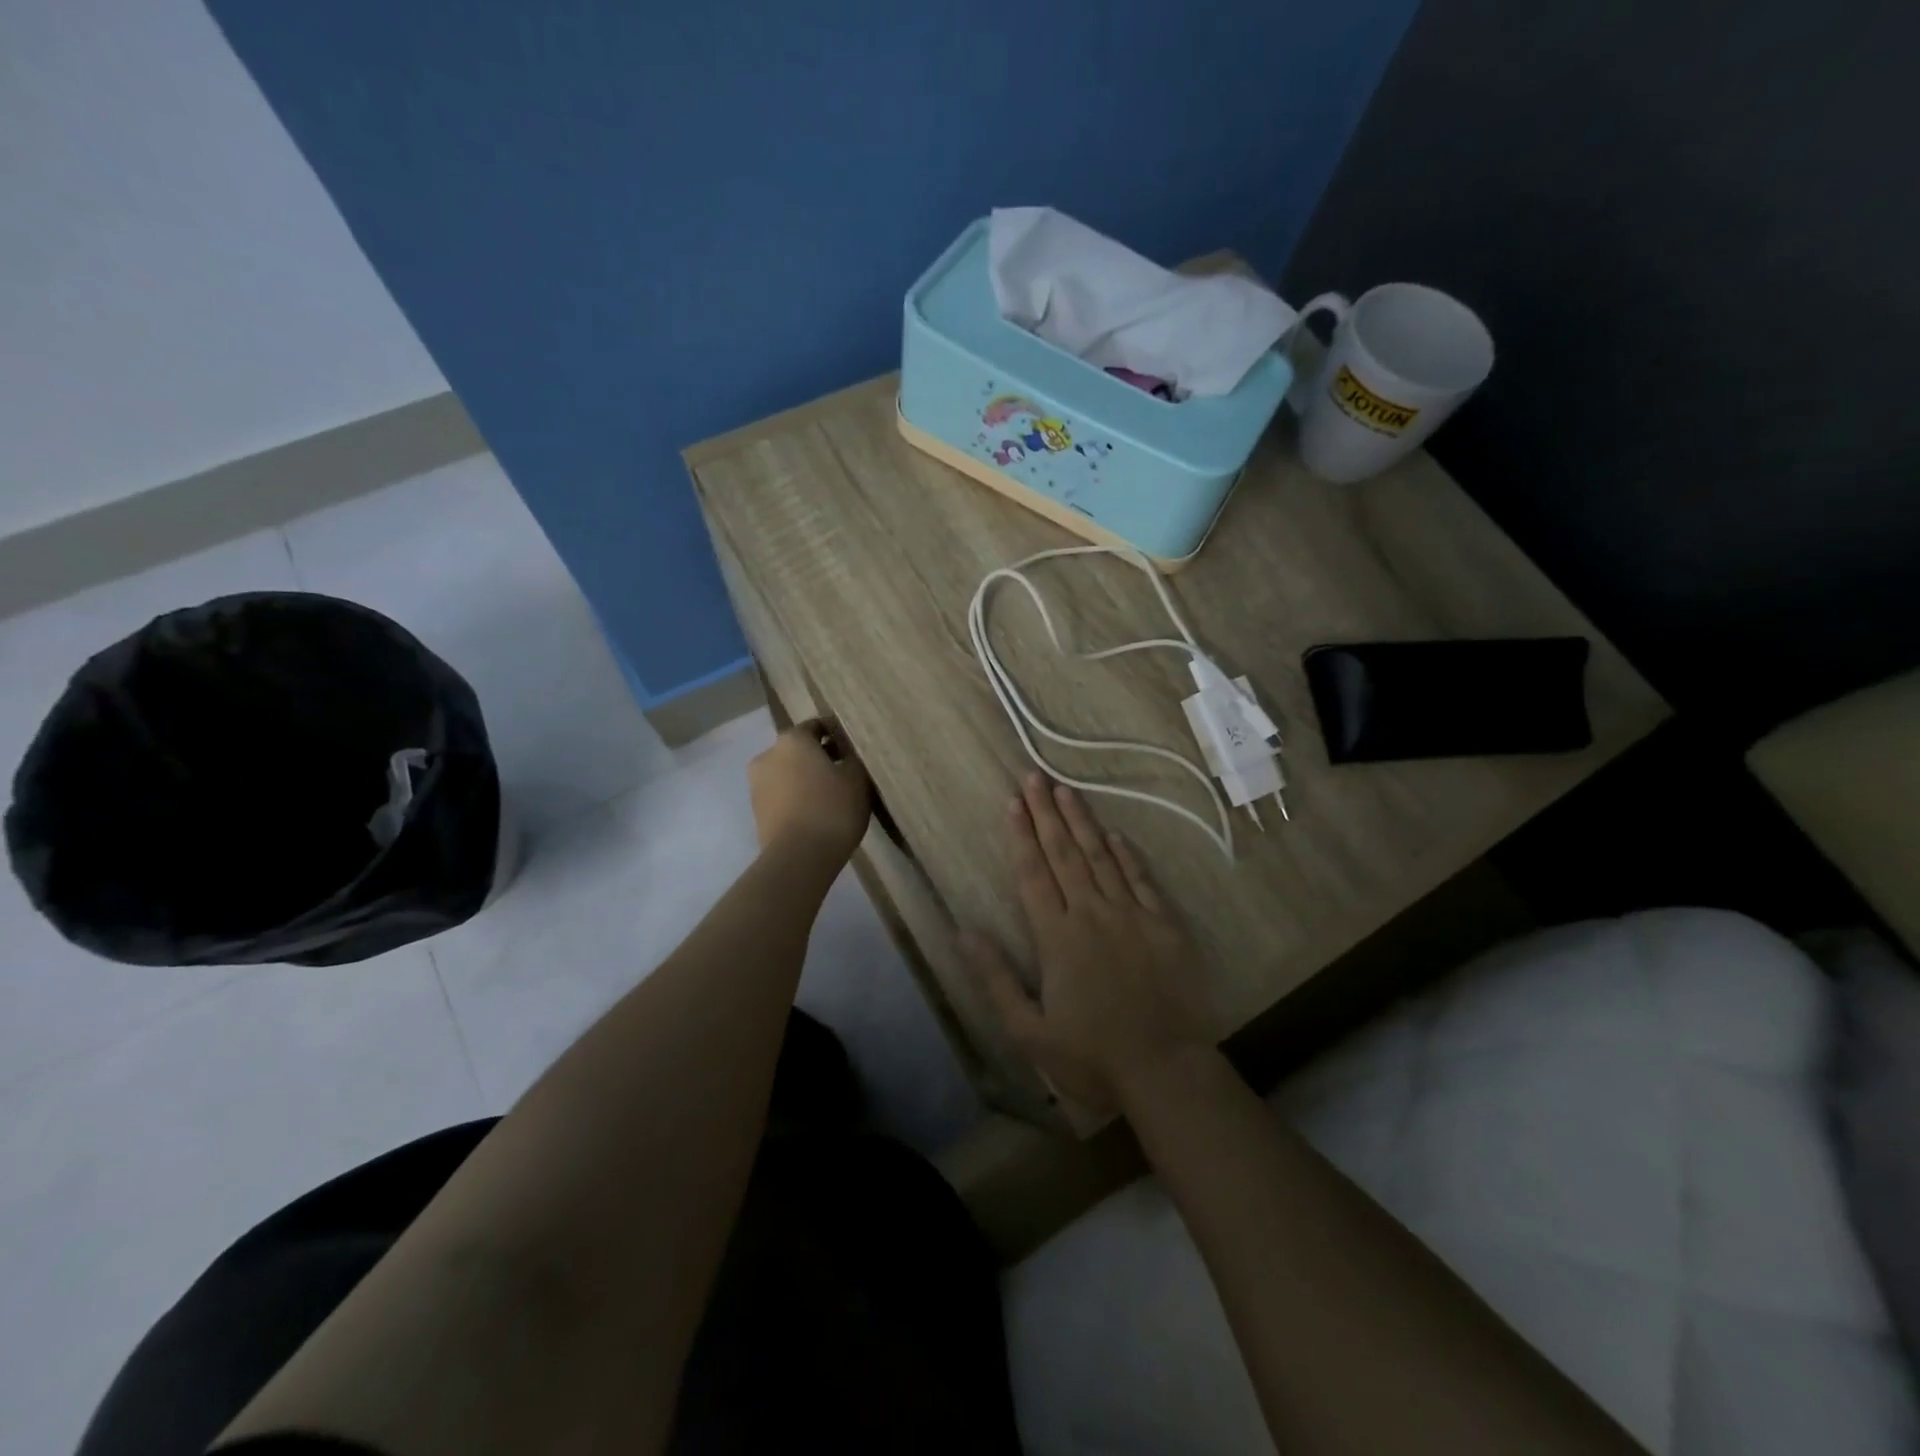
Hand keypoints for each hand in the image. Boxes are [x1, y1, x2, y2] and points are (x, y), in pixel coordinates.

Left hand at [747, 722, 871, 863]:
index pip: (817, 726)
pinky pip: (782, 796)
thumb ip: (853, 758)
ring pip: (788, 773)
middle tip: (846, 774)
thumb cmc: (832, 808)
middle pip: (799, 750)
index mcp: (792, 739)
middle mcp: (768, 754)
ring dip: (807, 779)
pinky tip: (817, 813)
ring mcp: (757, 784)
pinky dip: (797, 798)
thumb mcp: (857, 778)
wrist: (798, 858)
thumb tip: (848, 754)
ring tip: (832, 797)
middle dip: (820, 758)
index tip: (854, 750)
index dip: (838, 735)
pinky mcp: (756, 811)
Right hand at [963, 774, 1210, 1114]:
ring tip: (1067, 790)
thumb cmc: (1091, 1056)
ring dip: (1082, 822)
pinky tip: (1115, 834)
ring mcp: (1131, 915)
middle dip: (1047, 812)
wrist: (1165, 1071)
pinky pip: (1141, 879)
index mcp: (1057, 936)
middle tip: (1035, 776)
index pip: (1033, 873)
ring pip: (1101, 857)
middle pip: (1064, 854)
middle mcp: (1091, 913)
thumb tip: (963, 933)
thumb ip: (996, 978)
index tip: (1013, 801)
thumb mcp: (1029, 1030)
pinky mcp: (1163, 925)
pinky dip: (1126, 854)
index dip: (1021, 835)